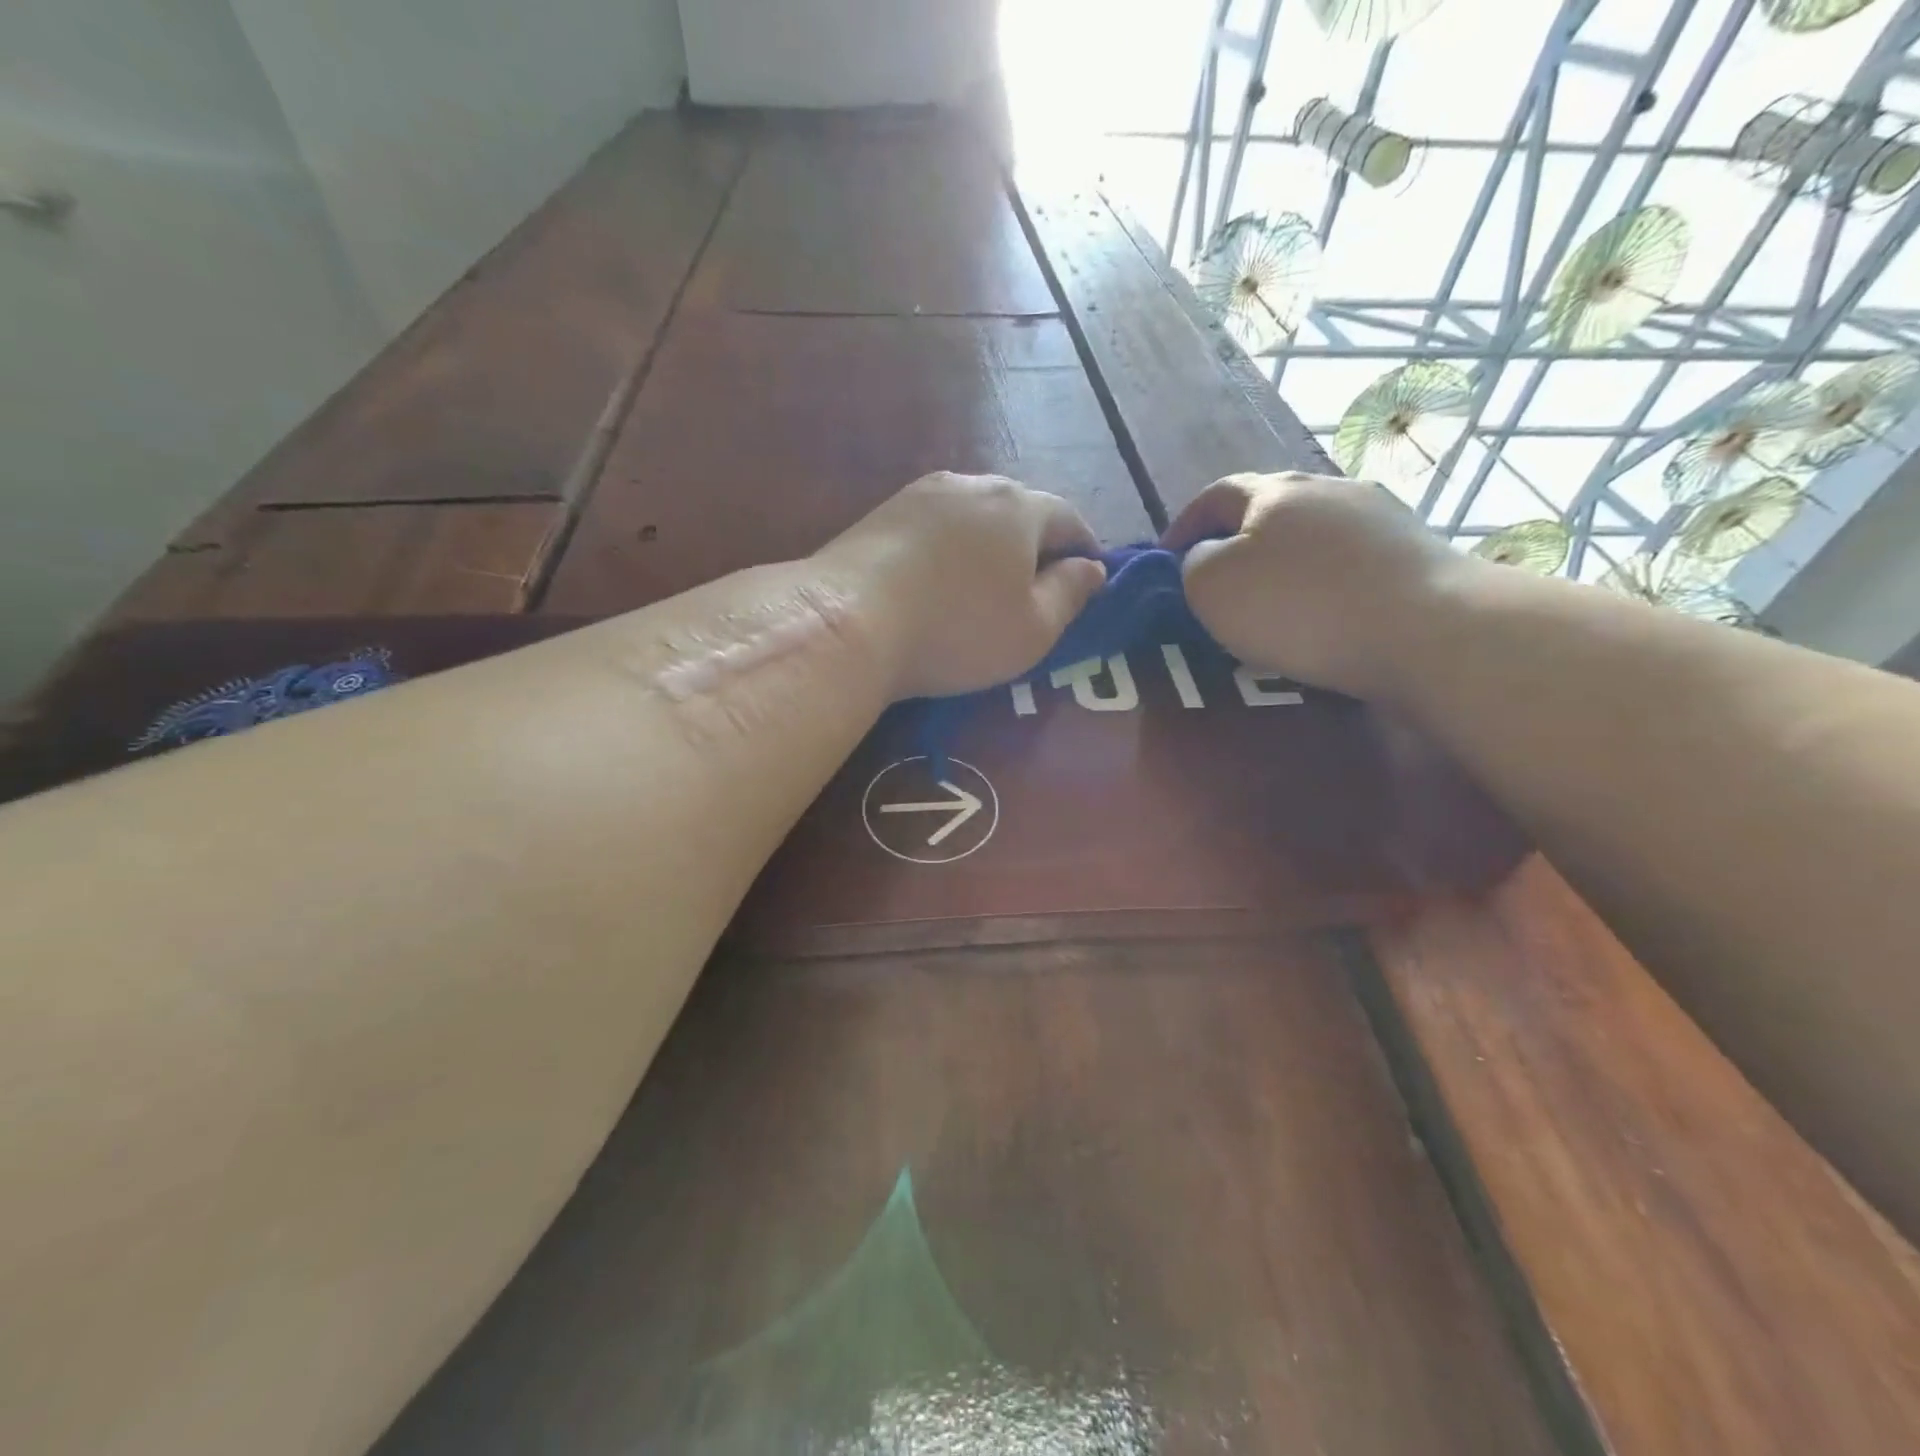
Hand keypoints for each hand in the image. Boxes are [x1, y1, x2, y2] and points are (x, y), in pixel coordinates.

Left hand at [817, 472, 1107, 699]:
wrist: (848, 620)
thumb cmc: (956, 630)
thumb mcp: (1033, 629)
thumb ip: (1071, 594)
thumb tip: (1092, 567)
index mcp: (1019, 507)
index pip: (1069, 518)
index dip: (1085, 548)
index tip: (1089, 574)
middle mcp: (973, 484)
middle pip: (1019, 509)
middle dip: (1036, 542)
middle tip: (1037, 582)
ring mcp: (921, 493)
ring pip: (974, 514)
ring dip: (990, 542)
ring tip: (987, 580)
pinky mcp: (883, 512)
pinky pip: (936, 525)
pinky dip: (950, 547)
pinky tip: (940, 577)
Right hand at [1164, 472, 1463, 699]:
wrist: (1427, 629)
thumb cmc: (1300, 606)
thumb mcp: (1212, 587)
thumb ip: (1193, 564)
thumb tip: (1207, 557)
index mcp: (1274, 490)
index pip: (1216, 494)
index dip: (1185, 524)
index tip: (1168, 559)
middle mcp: (1329, 489)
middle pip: (1270, 508)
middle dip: (1239, 541)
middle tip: (1221, 583)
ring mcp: (1380, 516)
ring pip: (1314, 534)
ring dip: (1287, 562)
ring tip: (1276, 604)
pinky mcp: (1415, 551)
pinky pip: (1351, 562)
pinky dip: (1327, 582)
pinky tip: (1327, 614)